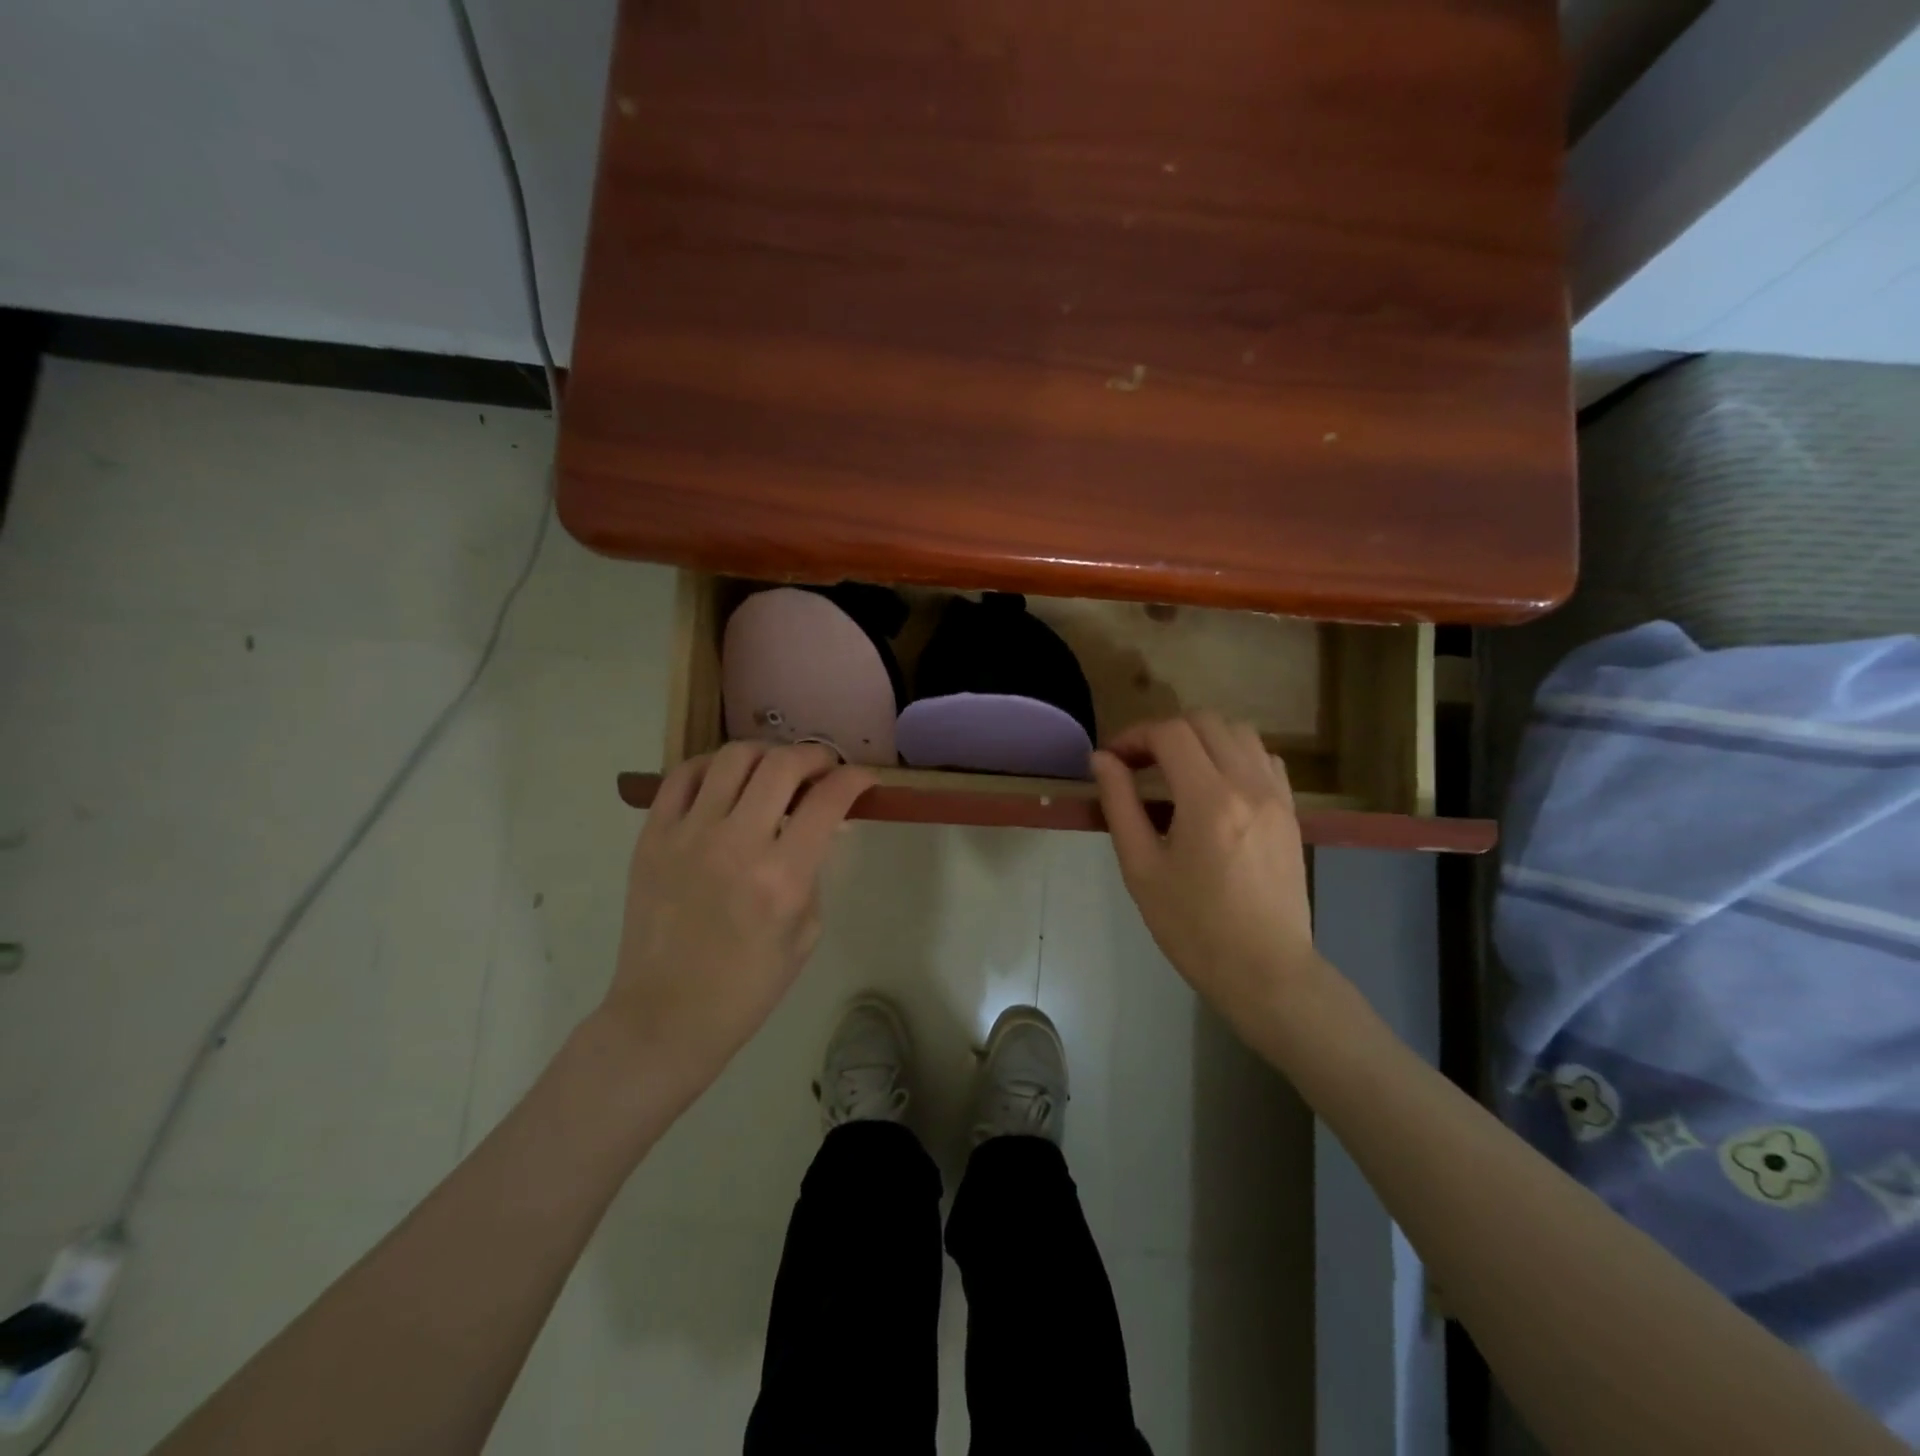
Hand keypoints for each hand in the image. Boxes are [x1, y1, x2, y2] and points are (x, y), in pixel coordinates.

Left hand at [602, 742, 873, 1090]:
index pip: (828, 800)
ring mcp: (688, 836)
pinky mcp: (652, 838)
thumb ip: (814, 870)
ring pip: (733, 758)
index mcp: (783, 877)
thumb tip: (820, 827)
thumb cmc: (747, 986)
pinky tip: (726, 778)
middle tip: (823, 767)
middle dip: (815, 755)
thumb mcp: (806, 932)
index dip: (854, 779)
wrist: (667, 1015)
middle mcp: (737, 844)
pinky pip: (682, 776)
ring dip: (766, 754)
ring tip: (774, 768)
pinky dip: (712, 765)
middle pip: (782, 765)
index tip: (862, 779)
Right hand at [1090, 713, 1324, 1044]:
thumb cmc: (1193, 927)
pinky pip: (1264, 758)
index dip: (1134, 736)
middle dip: (1165, 731)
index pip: (1169, 734)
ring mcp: (1277, 795)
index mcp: (1208, 799)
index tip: (1112, 760)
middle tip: (1138, 763)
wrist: (1265, 971)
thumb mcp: (1142, 869)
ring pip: (1239, 731)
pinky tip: (1215, 784)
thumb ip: (1120, 805)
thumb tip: (1103, 760)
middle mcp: (1248, 785)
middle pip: (1205, 721)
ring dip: (1201, 737)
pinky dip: (1234, 753)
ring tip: (1176, 769)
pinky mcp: (1292, 811)